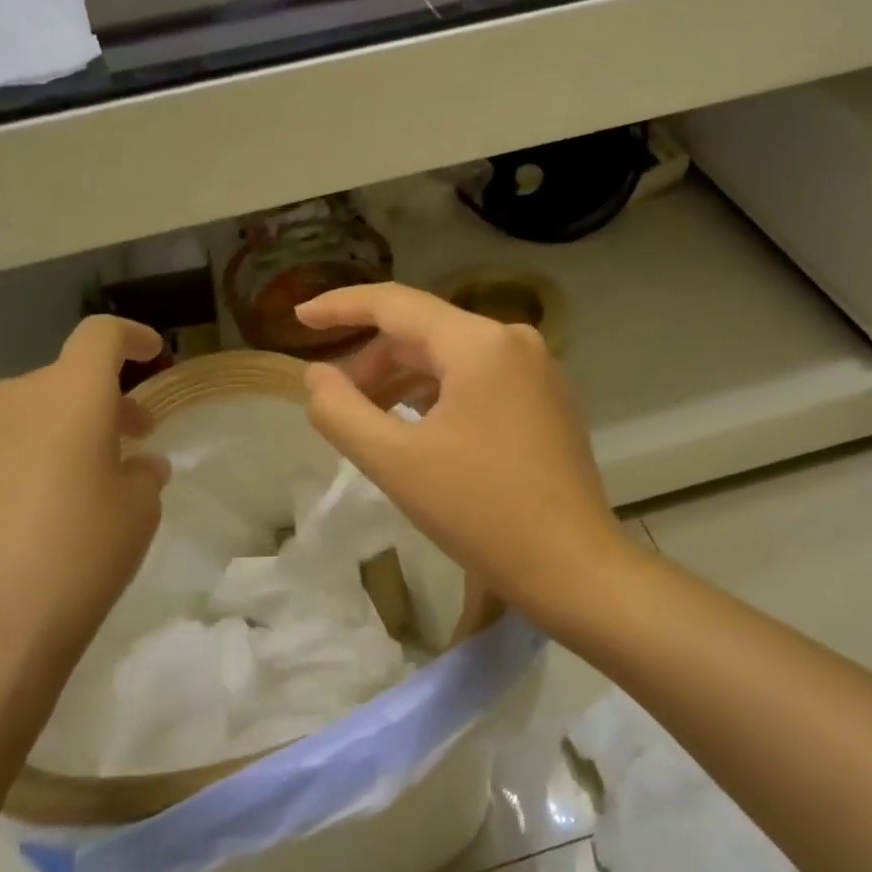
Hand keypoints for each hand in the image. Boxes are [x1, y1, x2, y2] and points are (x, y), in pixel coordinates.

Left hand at [0, 317, 170, 714]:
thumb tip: (135, 464)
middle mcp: (2, 401)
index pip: (101, 337)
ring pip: (8, 423)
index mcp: (66, 397)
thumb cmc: (77, 561)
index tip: (150, 354)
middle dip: (93, 407)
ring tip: (55, 497)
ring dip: (41, 441)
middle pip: (56, 385)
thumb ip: (142, 473)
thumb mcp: (138, 514)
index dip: (132, 338)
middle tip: (120, 450)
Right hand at [297, 284, 631, 623]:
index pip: (395, 304)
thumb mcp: (395, 462)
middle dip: (373, 363)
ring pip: (452, 359)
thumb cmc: (480, 511)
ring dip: (404, 382)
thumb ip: (341, 411)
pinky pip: (479, 380)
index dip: (341, 307)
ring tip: (372, 422)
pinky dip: (439, 396)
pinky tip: (419, 430)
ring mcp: (538, 370)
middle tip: (337, 404)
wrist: (572, 567)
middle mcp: (514, 341)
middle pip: (424, 333)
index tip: (298, 318)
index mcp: (480, 342)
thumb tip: (316, 375)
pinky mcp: (547, 400)